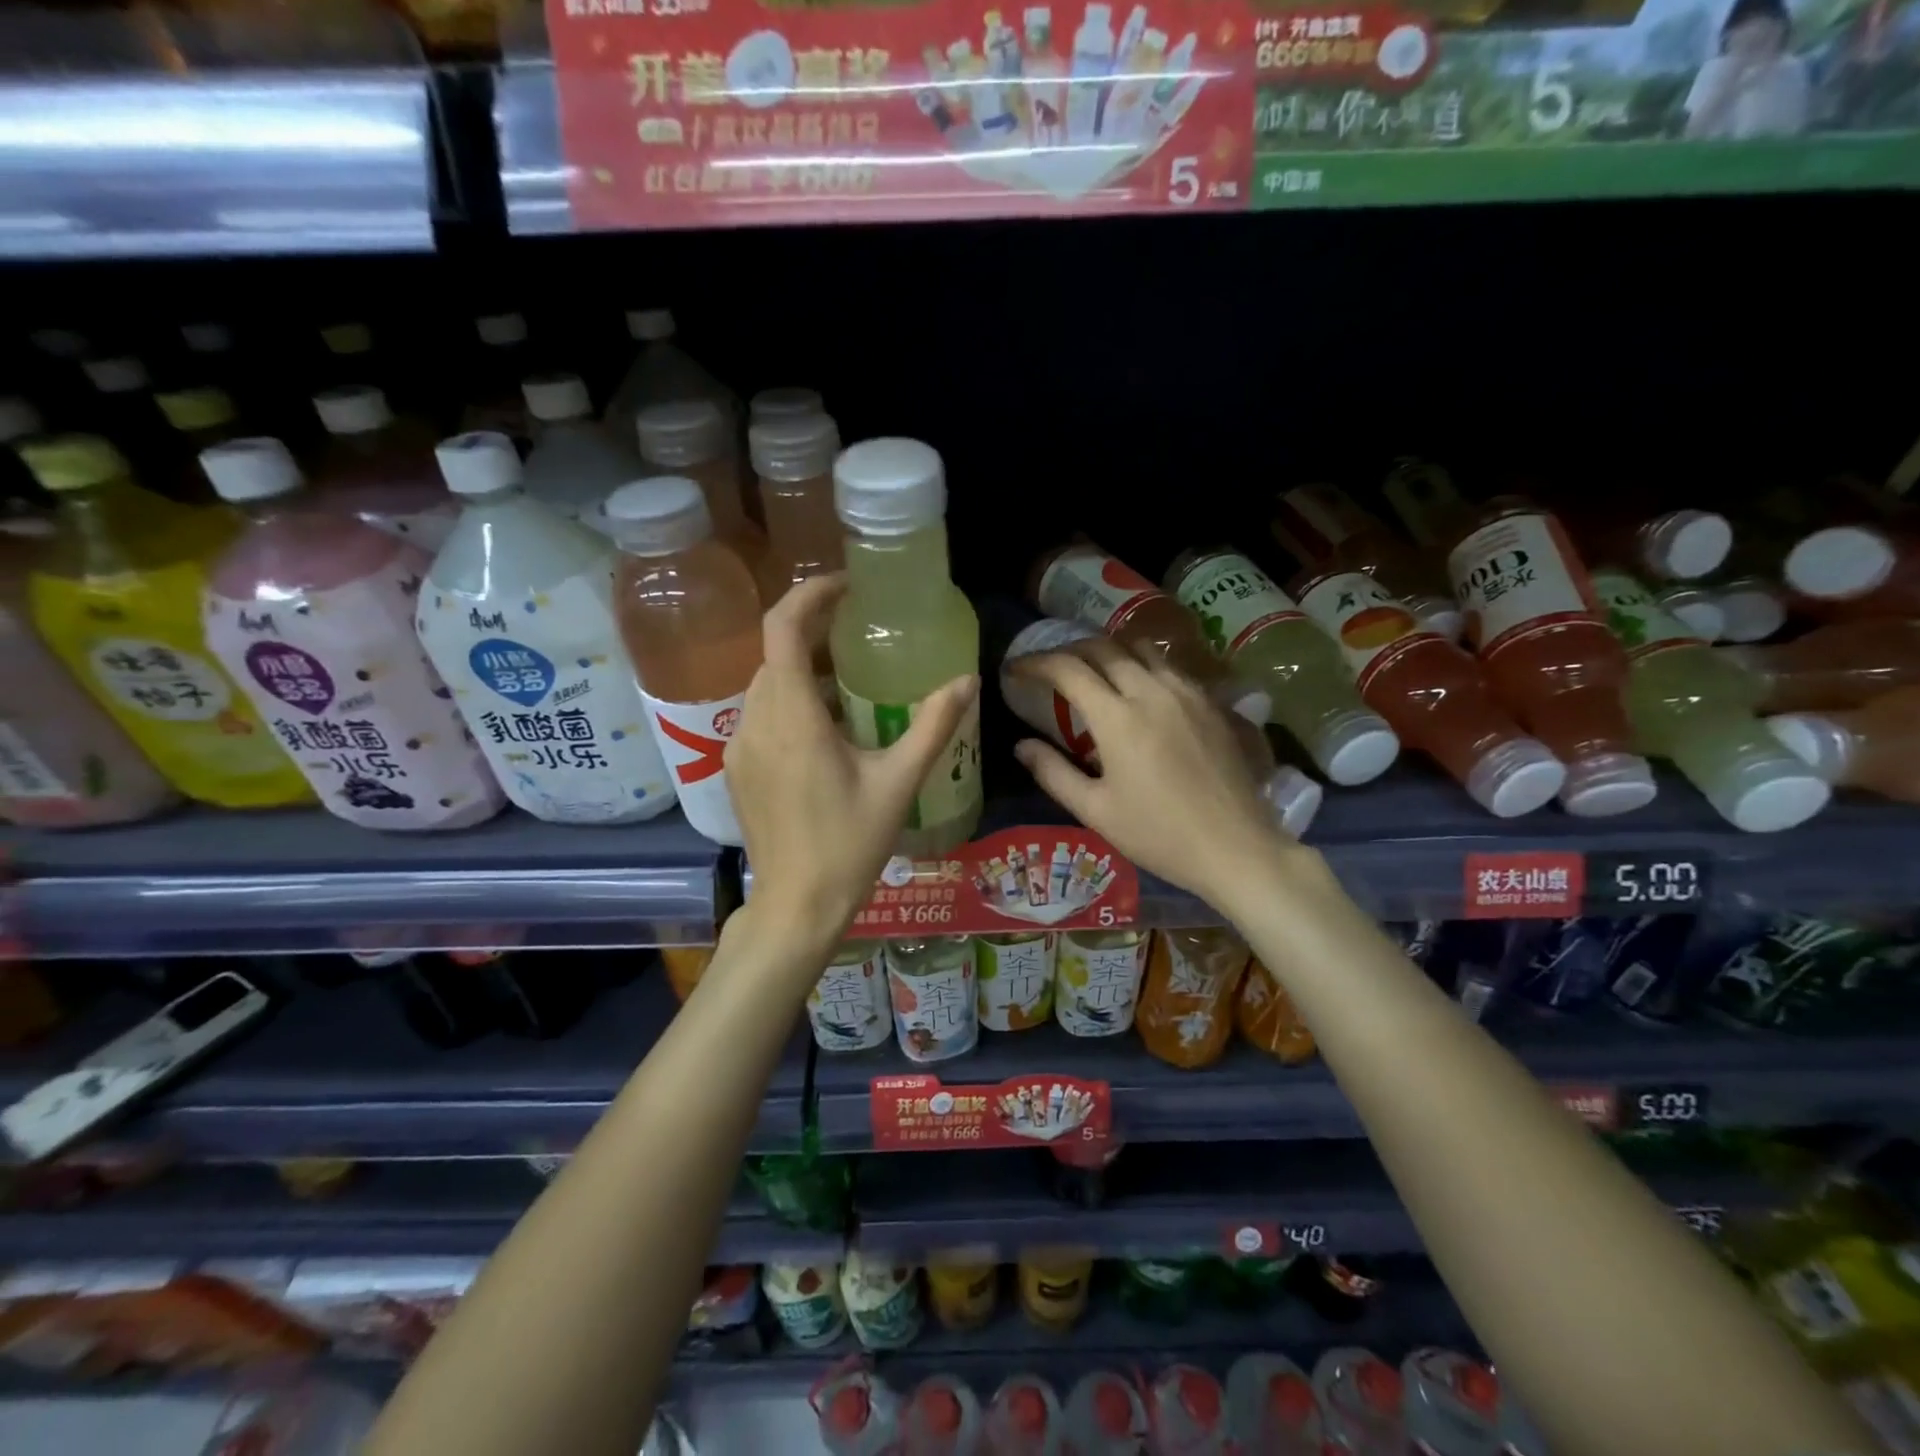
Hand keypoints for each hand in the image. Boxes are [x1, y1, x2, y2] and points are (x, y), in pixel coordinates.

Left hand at [726, 574, 978, 957]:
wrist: (797, 905)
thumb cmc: (849, 844)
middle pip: (774, 653)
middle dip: (813, 633)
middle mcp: (755, 721)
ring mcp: (739, 746)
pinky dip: (790, 702)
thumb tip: (967, 681)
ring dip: (801, 670)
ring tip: (849, 681)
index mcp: (792, 718)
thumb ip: (933, 726)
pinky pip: (760, 715)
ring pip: (765, 684)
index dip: (810, 594)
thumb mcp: (898, 783)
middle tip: (860, 633)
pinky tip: (826, 729)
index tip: (847, 587)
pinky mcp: (737, 768)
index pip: (782, 628)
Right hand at [1007, 637, 1299, 904]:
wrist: (1236, 848)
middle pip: (1103, 648)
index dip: (1036, 662)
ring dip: (1109, 651)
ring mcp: (1187, 693)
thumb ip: (1053, 772)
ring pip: (1140, 649)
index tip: (1016, 669)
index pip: (1068, 669)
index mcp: (1118, 718)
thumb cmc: (1158, 835)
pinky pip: (1169, 666)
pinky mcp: (1211, 703)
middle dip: (1069, 650)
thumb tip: (1022, 745)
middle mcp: (1152, 691)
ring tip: (1093, 669)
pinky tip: (1139, 688)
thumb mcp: (1095, 811)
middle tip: (1050, 668)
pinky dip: (1142, 664)